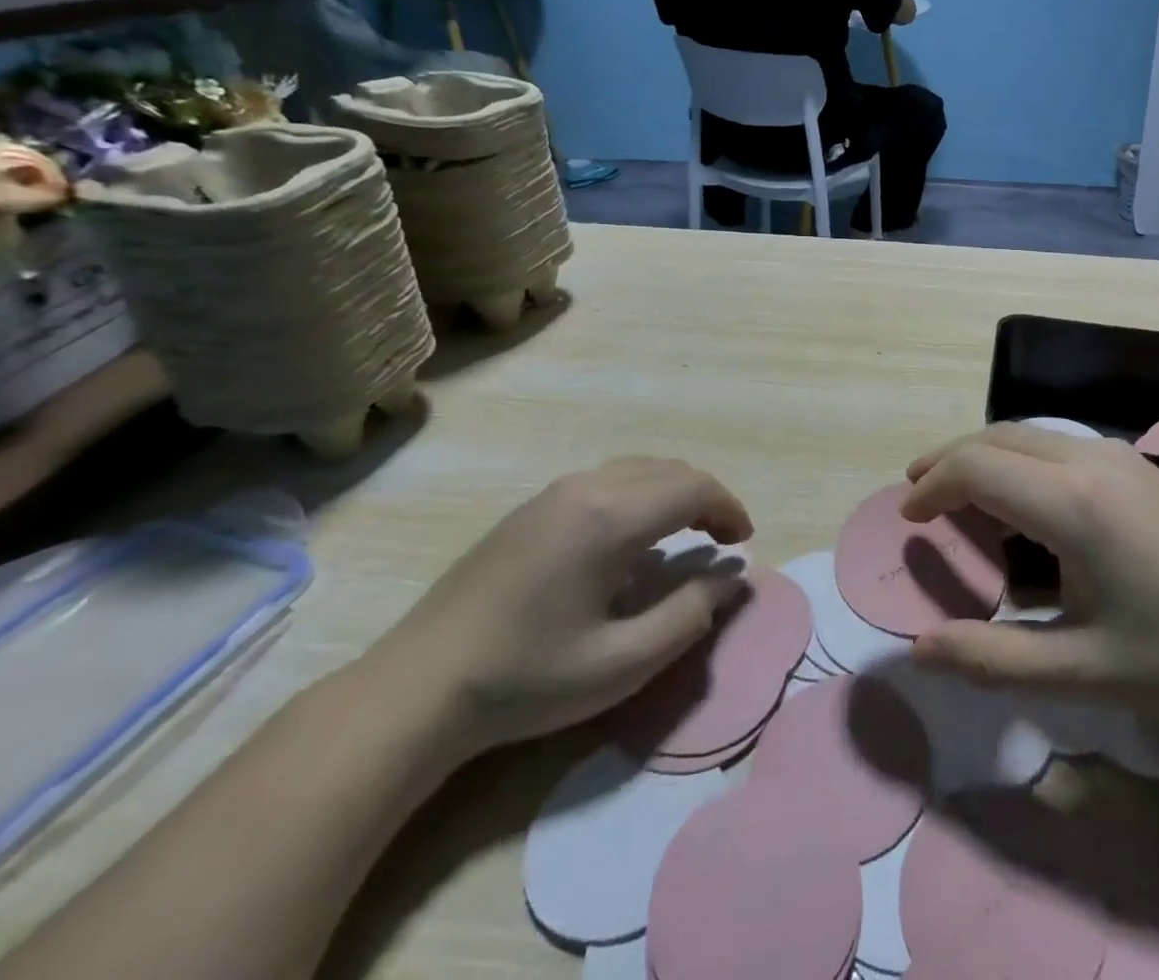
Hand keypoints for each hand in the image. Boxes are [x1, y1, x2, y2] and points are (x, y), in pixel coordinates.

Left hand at [363, 458, 752, 759]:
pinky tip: (629, 539)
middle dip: (705, 498)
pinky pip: (605, 480)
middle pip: (668, 470)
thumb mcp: (622, 663)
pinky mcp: (530, 508)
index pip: (693, 488)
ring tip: (684, 535)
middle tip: (721, 541)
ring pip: (636, 470)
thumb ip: (689, 615)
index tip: (743, 543)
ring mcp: (552, 493)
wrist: (416, 689)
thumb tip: (731, 578)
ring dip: (672, 492)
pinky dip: (639, 494)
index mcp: (611, 518)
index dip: (728, 508)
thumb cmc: (527, 679)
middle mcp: (585, 488)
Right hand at [901, 425, 1158, 729]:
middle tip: (918, 492)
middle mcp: (1092, 461)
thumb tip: (920, 649)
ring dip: (988, 455)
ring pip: (1032, 435)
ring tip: (962, 493)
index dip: (933, 486)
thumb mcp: (1081, 672)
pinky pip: (1063, 446)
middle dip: (951, 459)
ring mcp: (1123, 459)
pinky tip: (1026, 501)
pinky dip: (1023, 460)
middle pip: (999, 437)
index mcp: (1072, 502)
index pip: (977, 468)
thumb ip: (993, 659)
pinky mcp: (1143, 469)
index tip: (908, 517)